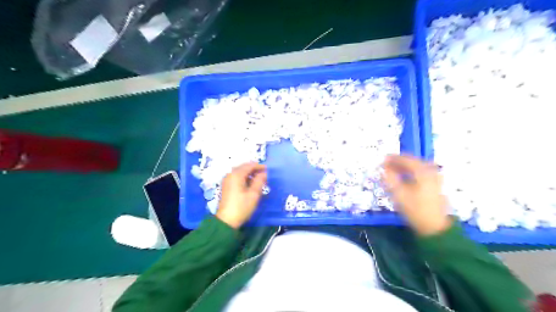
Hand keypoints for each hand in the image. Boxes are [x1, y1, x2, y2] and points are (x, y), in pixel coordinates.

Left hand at [215, 164, 265, 228]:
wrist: (226, 220)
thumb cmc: (242, 207)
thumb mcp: (254, 194)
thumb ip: (260, 181)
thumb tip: (264, 173)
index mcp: (236, 175)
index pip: (249, 166)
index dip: (259, 166)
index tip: (268, 170)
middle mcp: (230, 174)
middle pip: (243, 167)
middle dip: (254, 169)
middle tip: (264, 174)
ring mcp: (227, 180)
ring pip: (240, 172)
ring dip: (249, 173)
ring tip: (259, 179)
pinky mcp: (226, 186)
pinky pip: (236, 177)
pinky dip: (244, 177)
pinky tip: (250, 183)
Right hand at [383, 154, 450, 236]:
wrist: (434, 227)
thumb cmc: (415, 209)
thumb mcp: (398, 194)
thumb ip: (390, 179)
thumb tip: (384, 169)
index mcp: (423, 172)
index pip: (407, 159)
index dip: (394, 158)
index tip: (383, 159)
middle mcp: (431, 172)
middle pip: (414, 162)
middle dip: (399, 161)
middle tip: (386, 164)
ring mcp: (435, 179)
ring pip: (418, 167)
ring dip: (405, 167)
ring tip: (393, 170)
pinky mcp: (435, 186)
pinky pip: (421, 173)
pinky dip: (411, 172)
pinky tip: (404, 177)